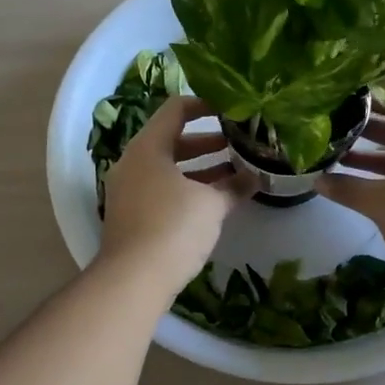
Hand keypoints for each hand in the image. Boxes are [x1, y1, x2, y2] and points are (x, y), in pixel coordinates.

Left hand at [99, 96, 252, 292]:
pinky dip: (186, 188)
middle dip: (207, 142)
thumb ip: (234, 187)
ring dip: (199, 168)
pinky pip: (161, 188)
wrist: (132, 280)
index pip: (176, 109)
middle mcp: (133, 162)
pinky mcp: (130, 214)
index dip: (205, 105)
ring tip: (234, 172)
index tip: (231, 111)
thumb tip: (256, 178)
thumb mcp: (211, 204)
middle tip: (238, 144)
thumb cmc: (173, 227)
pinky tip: (213, 200)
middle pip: (171, 139)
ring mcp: (128, 189)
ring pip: (167, 167)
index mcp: (148, 146)